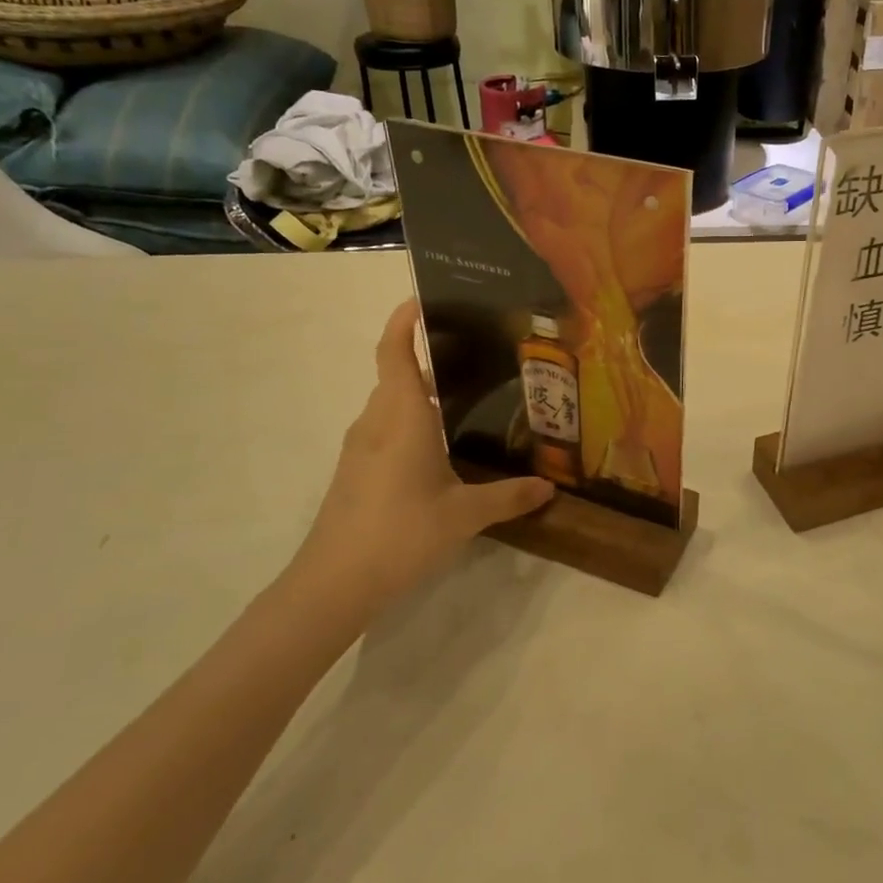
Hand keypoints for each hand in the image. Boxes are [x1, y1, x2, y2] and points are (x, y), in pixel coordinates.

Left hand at [279, 300, 553, 630]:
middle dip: (429, 359)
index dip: (404, 321)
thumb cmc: (400, 532)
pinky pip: (386, 431)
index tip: (424, 299)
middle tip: (476, 357)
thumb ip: (509, 496)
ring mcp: (360, 448)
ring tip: (466, 401)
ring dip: (420, 396)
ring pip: (391, 406)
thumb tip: (548, 487)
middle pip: (397, 375)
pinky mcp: (355, 472)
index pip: (394, 352)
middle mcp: (377, 422)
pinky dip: (411, 425)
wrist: (333, 583)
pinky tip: (440, 451)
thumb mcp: (464, 515)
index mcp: (402, 415)